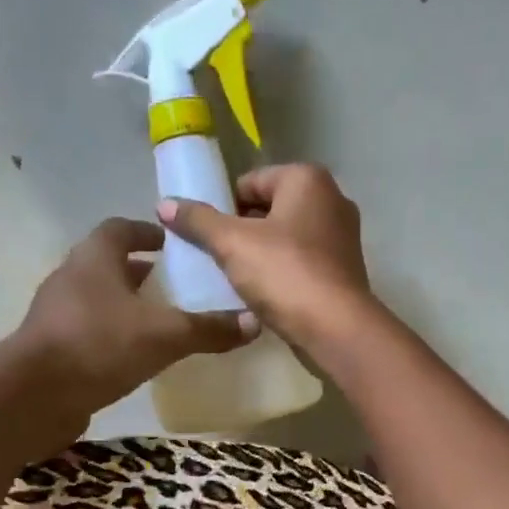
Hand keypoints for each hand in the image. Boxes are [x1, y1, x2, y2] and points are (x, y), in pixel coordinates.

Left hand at [10, 217, 255, 440]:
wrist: (34, 396)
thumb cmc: (100, 345)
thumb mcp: (165, 335)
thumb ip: (208, 328)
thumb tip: (254, 322)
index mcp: (95, 259)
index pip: (121, 229)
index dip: (148, 232)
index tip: (173, 244)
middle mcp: (72, 278)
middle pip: (109, 264)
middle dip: (142, 272)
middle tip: (176, 285)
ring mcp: (57, 314)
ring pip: (99, 299)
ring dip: (127, 305)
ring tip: (162, 322)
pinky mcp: (53, 347)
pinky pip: (90, 331)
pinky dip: (114, 335)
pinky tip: (137, 356)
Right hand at [157, 164, 374, 352]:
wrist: (336, 328)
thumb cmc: (284, 273)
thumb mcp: (231, 243)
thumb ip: (198, 221)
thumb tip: (165, 204)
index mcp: (307, 179)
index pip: (251, 181)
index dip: (223, 206)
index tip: (205, 234)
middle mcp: (332, 200)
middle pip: (271, 209)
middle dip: (242, 230)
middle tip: (216, 257)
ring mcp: (343, 237)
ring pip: (287, 238)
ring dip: (261, 254)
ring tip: (235, 278)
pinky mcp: (344, 271)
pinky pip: (303, 263)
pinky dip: (283, 273)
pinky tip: (263, 294)